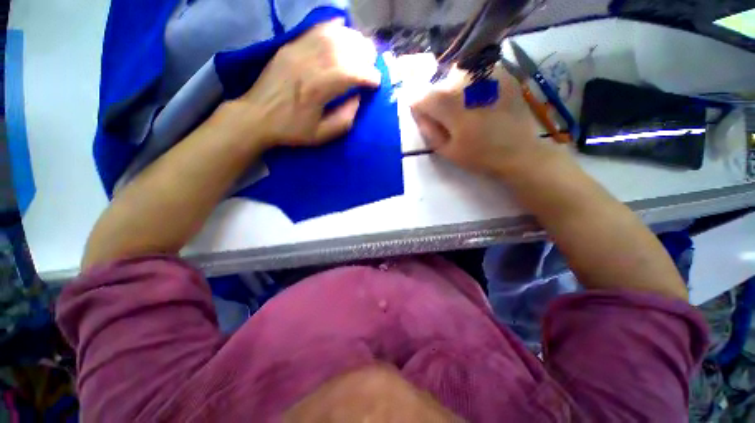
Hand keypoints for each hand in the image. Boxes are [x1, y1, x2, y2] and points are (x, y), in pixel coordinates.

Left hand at [221, 20, 381, 147]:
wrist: (256, 116)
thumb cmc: (291, 129)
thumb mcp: (321, 135)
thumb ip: (344, 119)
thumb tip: (357, 98)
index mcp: (316, 90)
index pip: (350, 73)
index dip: (368, 75)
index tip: (377, 82)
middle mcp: (308, 64)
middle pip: (343, 48)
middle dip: (364, 54)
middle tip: (373, 63)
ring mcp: (296, 51)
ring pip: (331, 35)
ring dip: (352, 39)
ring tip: (363, 48)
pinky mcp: (289, 46)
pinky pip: (315, 29)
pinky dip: (333, 27)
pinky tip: (343, 30)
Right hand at [411, 67, 567, 177]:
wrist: (519, 152)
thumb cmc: (479, 155)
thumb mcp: (445, 149)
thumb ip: (428, 129)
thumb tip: (419, 113)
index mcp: (446, 101)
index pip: (419, 98)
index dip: (421, 112)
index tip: (430, 123)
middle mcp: (463, 78)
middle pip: (439, 86)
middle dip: (439, 102)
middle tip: (452, 120)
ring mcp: (485, 71)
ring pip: (458, 77)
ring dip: (457, 92)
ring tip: (470, 111)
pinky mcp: (503, 72)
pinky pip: (478, 75)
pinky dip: (475, 87)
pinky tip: (485, 103)